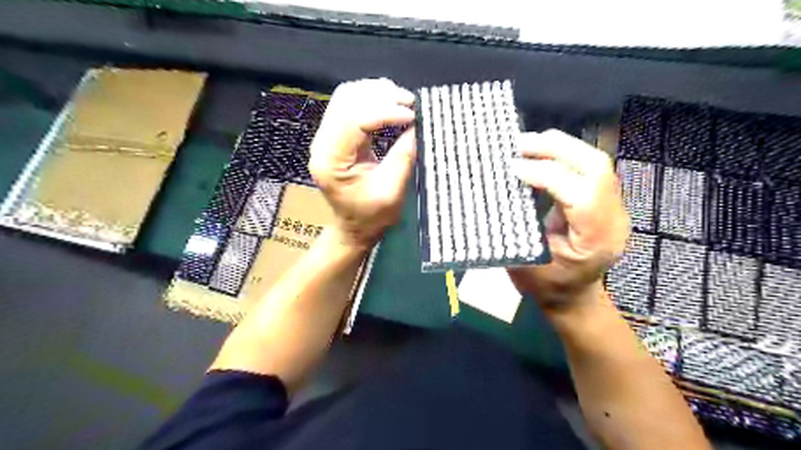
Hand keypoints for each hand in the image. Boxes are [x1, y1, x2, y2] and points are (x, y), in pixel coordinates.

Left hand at [309, 79, 415, 248]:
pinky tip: (390, 104)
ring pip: (347, 97)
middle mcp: (322, 144)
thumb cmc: (372, 217)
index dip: (385, 112)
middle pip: (347, 100)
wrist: (354, 227)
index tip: (413, 115)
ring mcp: (325, 137)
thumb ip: (403, 156)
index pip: (355, 120)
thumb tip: (417, 124)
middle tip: (411, 103)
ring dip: (376, 93)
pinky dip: (372, 99)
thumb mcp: (392, 191)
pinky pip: (349, 105)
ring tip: (403, 101)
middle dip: (381, 96)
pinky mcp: (334, 136)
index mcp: (332, 161)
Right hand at [507, 128, 631, 312]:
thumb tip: (500, 189)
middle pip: (596, 167)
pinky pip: (588, 168)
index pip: (580, 194)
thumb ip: (518, 225)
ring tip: (527, 143)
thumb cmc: (546, 286)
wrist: (573, 297)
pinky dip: (563, 155)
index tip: (512, 166)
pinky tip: (540, 153)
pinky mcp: (605, 200)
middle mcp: (613, 219)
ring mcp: (614, 207)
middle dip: (556, 149)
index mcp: (595, 240)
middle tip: (519, 144)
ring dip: (560, 147)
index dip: (545, 174)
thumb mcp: (526, 262)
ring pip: (595, 161)